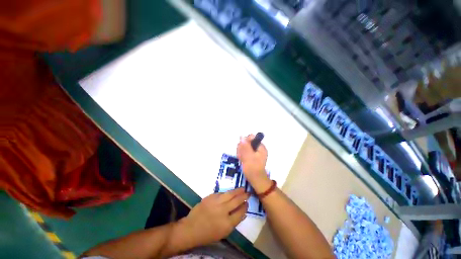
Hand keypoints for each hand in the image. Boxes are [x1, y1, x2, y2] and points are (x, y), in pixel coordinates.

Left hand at [178, 188, 248, 245]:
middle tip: (248, 193)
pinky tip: (230, 192)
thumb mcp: (224, 232)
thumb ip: (234, 222)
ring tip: (242, 188)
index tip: (247, 203)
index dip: (245, 207)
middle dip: (244, 196)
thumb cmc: (208, 233)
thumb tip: (243, 212)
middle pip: (237, 201)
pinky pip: (222, 193)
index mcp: (227, 224)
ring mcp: (216, 202)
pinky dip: (227, 193)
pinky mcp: (211, 197)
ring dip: (237, 191)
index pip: (241, 212)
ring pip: (230, 194)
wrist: (192, 228)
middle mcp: (223, 211)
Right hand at [237, 135, 271, 192]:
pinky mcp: (250, 155)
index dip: (245, 141)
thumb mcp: (248, 157)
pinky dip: (241, 155)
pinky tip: (241, 159)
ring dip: (241, 151)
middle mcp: (258, 148)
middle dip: (242, 148)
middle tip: (241, 155)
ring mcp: (254, 152)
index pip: (251, 138)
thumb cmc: (253, 168)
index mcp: (260, 147)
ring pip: (244, 146)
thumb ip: (245, 147)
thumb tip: (242, 137)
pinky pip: (244, 151)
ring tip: (241, 158)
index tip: (242, 148)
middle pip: (247, 142)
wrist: (255, 180)